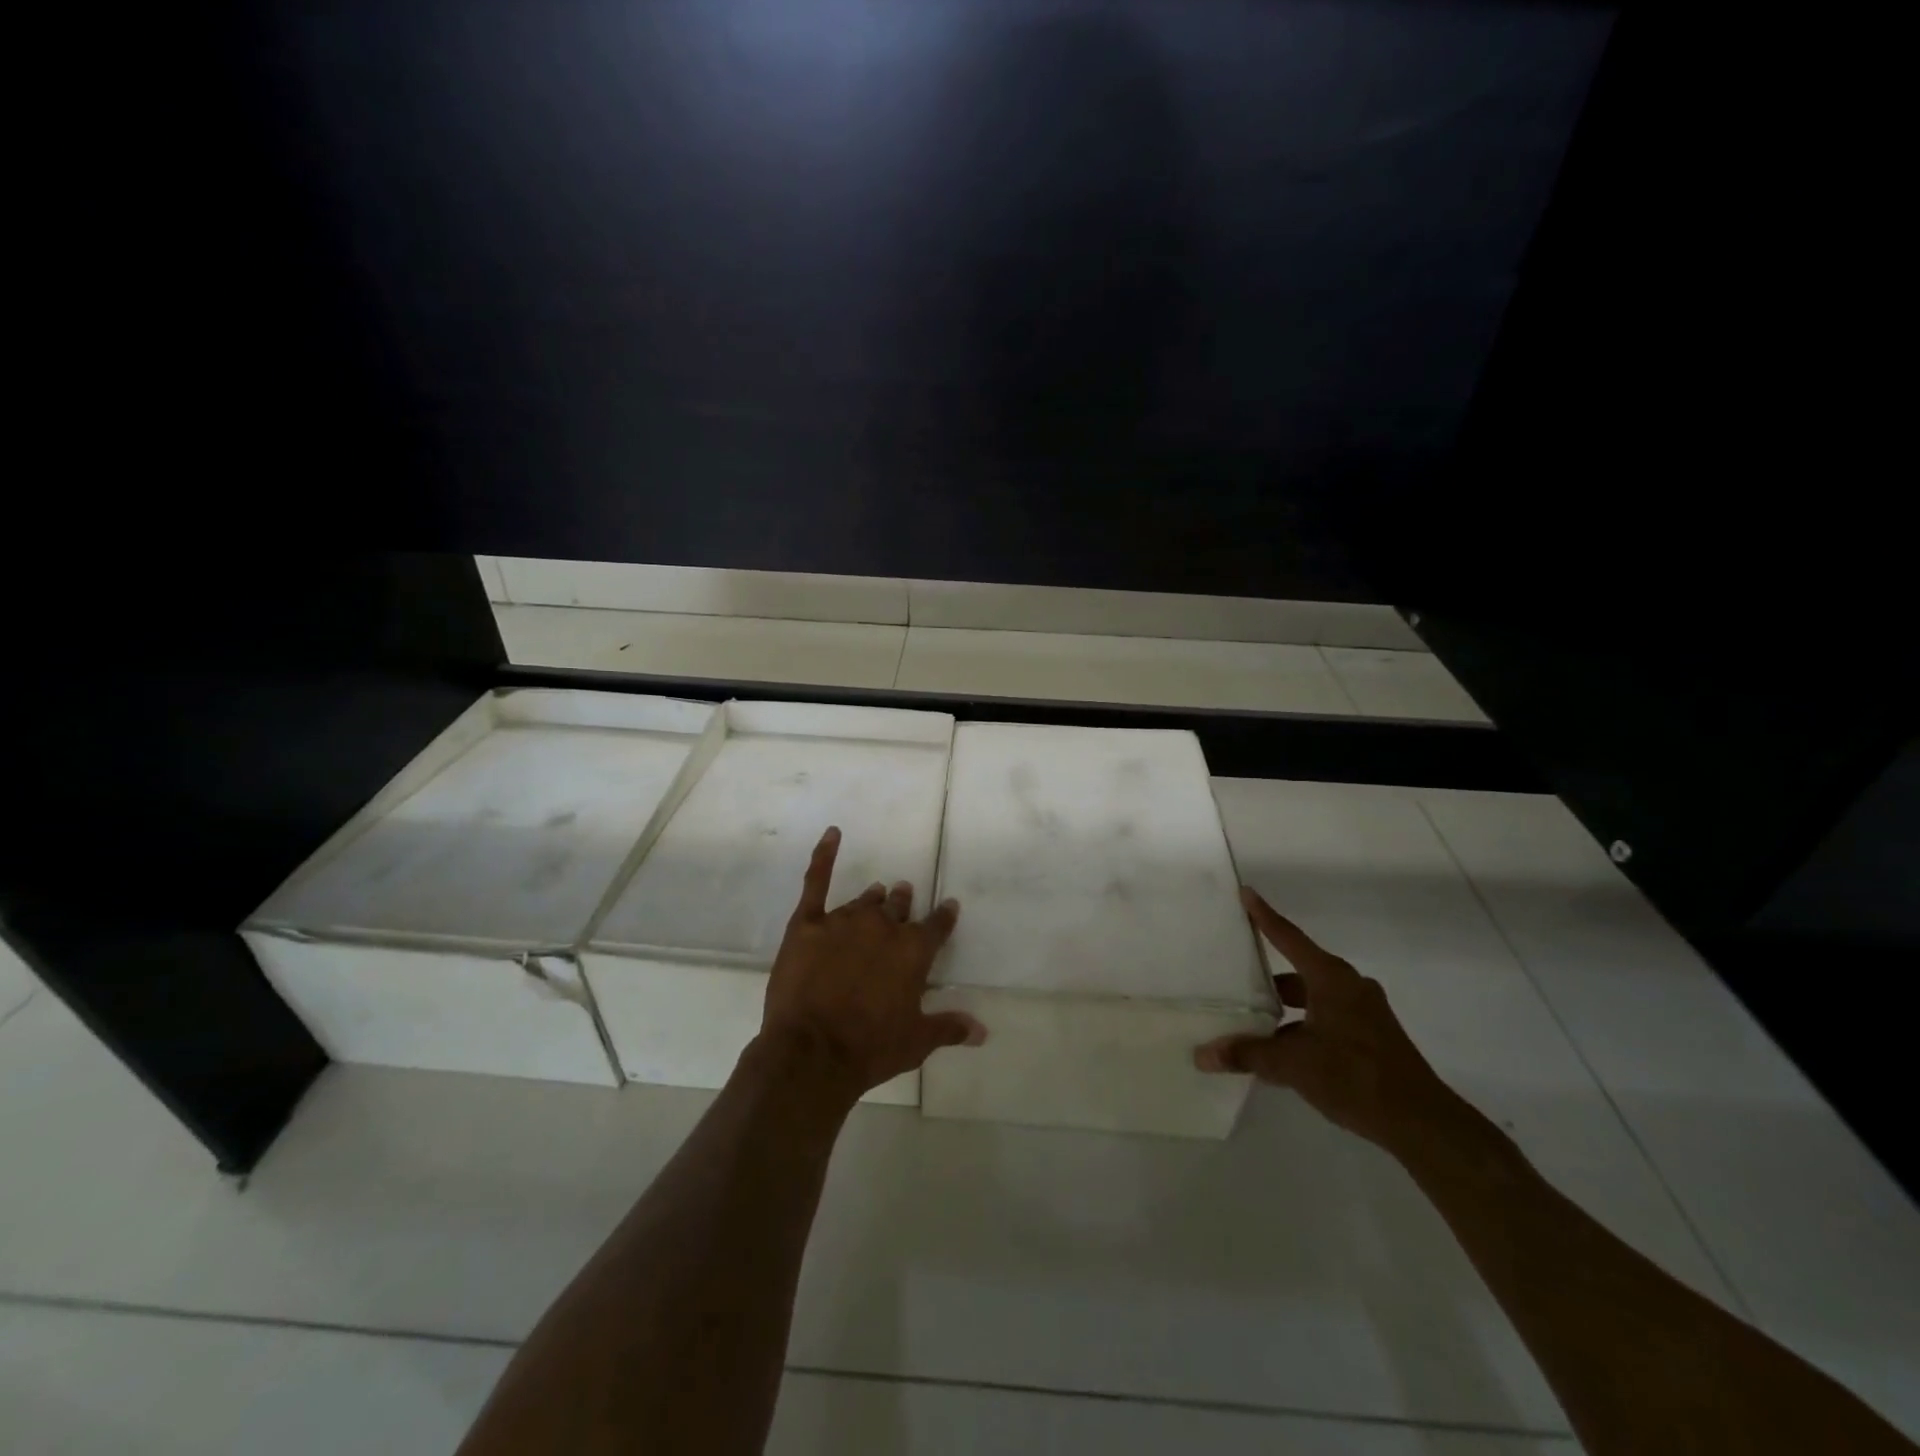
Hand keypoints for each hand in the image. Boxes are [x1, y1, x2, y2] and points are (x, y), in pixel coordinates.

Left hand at [762, 826, 986, 1098]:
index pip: (937, 925)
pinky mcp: (808, 924)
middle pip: (899, 907)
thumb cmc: (871, 1048)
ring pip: (865, 901)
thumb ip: (950, 1027)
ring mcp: (844, 921)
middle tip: (904, 895)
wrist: (812, 1052)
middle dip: (904, 902)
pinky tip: (832, 834)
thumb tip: (983, 1031)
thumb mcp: (917, 1041)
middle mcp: (883, 927)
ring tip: (879, 891)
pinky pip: (817, 881)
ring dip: (875, 898)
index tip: (948, 906)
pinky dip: (824, 855)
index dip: (944, 916)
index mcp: (913, 951)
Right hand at [1195, 887, 1450, 1150]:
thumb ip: (1247, 1055)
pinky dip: (1303, 1026)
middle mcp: (1349, 986)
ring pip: (1314, 997)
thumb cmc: (1353, 1076)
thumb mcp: (1292, 1064)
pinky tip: (1284, 1052)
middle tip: (1236, 975)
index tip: (1245, 893)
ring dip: (1285, 1007)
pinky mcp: (1373, 1036)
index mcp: (1330, 978)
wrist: (1421, 1122)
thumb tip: (1203, 1055)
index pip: (1288, 937)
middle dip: (1268, 975)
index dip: (1264, 915)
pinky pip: (1327, 1017)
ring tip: (1253, 1022)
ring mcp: (1365, 1011)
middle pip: (1299, 969)